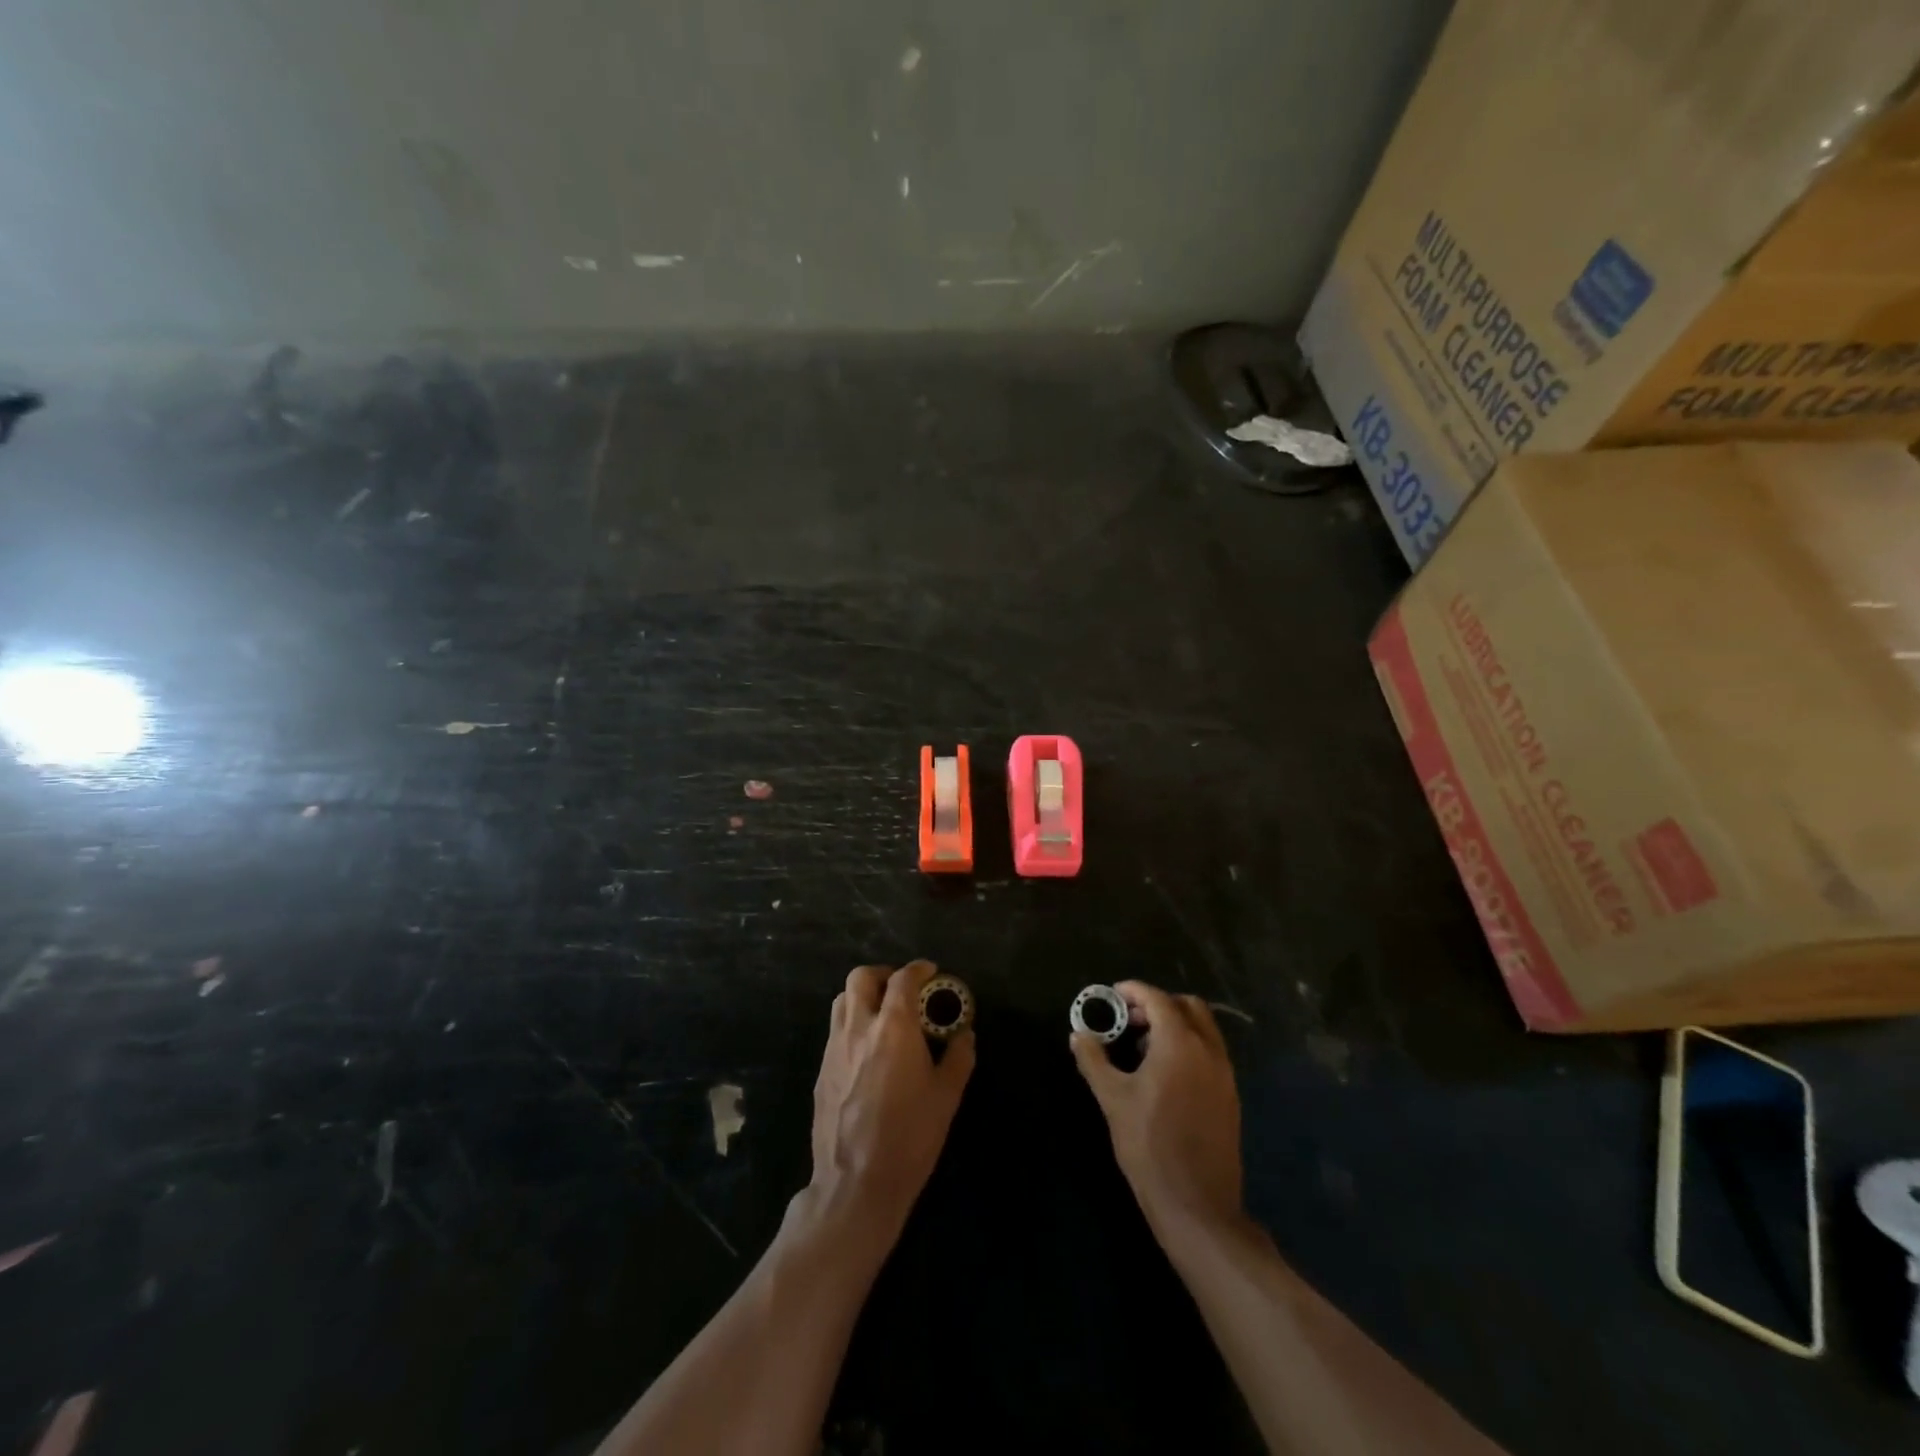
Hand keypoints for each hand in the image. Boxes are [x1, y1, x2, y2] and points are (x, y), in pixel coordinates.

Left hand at [808, 960, 974, 1239]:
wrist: (856, 1183)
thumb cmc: (910, 1137)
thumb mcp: (947, 1097)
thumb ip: (959, 1058)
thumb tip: (965, 1035)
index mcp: (893, 1027)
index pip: (902, 979)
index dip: (918, 969)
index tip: (931, 973)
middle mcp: (858, 1028)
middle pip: (861, 978)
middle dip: (883, 975)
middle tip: (902, 990)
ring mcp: (834, 1048)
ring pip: (842, 1001)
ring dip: (863, 996)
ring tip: (883, 1015)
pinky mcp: (821, 1071)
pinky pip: (835, 1031)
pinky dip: (852, 1025)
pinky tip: (867, 1052)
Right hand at [1071, 981, 1243, 1239]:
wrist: (1197, 1205)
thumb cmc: (1149, 1145)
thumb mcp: (1112, 1099)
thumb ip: (1094, 1060)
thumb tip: (1078, 1034)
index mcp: (1180, 1043)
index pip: (1158, 999)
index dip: (1134, 991)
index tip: (1113, 994)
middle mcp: (1208, 1050)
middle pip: (1188, 1006)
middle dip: (1158, 1004)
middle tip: (1130, 1020)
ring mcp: (1224, 1074)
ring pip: (1204, 1029)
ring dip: (1176, 1024)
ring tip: (1143, 1047)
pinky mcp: (1230, 1096)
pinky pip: (1211, 1053)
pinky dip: (1189, 1046)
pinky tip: (1164, 1074)